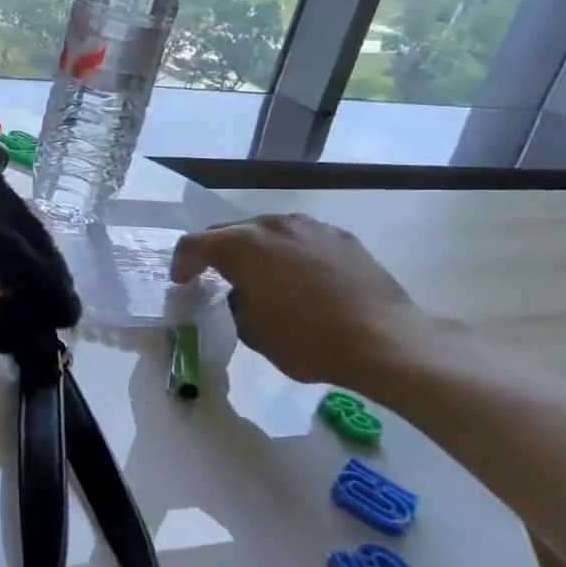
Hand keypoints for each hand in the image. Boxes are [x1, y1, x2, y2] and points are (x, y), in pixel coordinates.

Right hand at [170, 213, 443, 390]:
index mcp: (241, 247)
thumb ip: (237, 303)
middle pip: (230, 232)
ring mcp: (309, 227)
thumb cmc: (307, 340)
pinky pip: (300, 239)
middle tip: (212, 276)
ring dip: (255, 250)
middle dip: (216, 253)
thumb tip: (245, 292)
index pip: (195, 245)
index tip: (181, 282)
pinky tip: (299, 279)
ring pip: (267, 231)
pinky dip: (289, 254)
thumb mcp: (253, 331)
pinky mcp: (340, 237)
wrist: (384, 340)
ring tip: (259, 275)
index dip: (182, 263)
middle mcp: (272, 226)